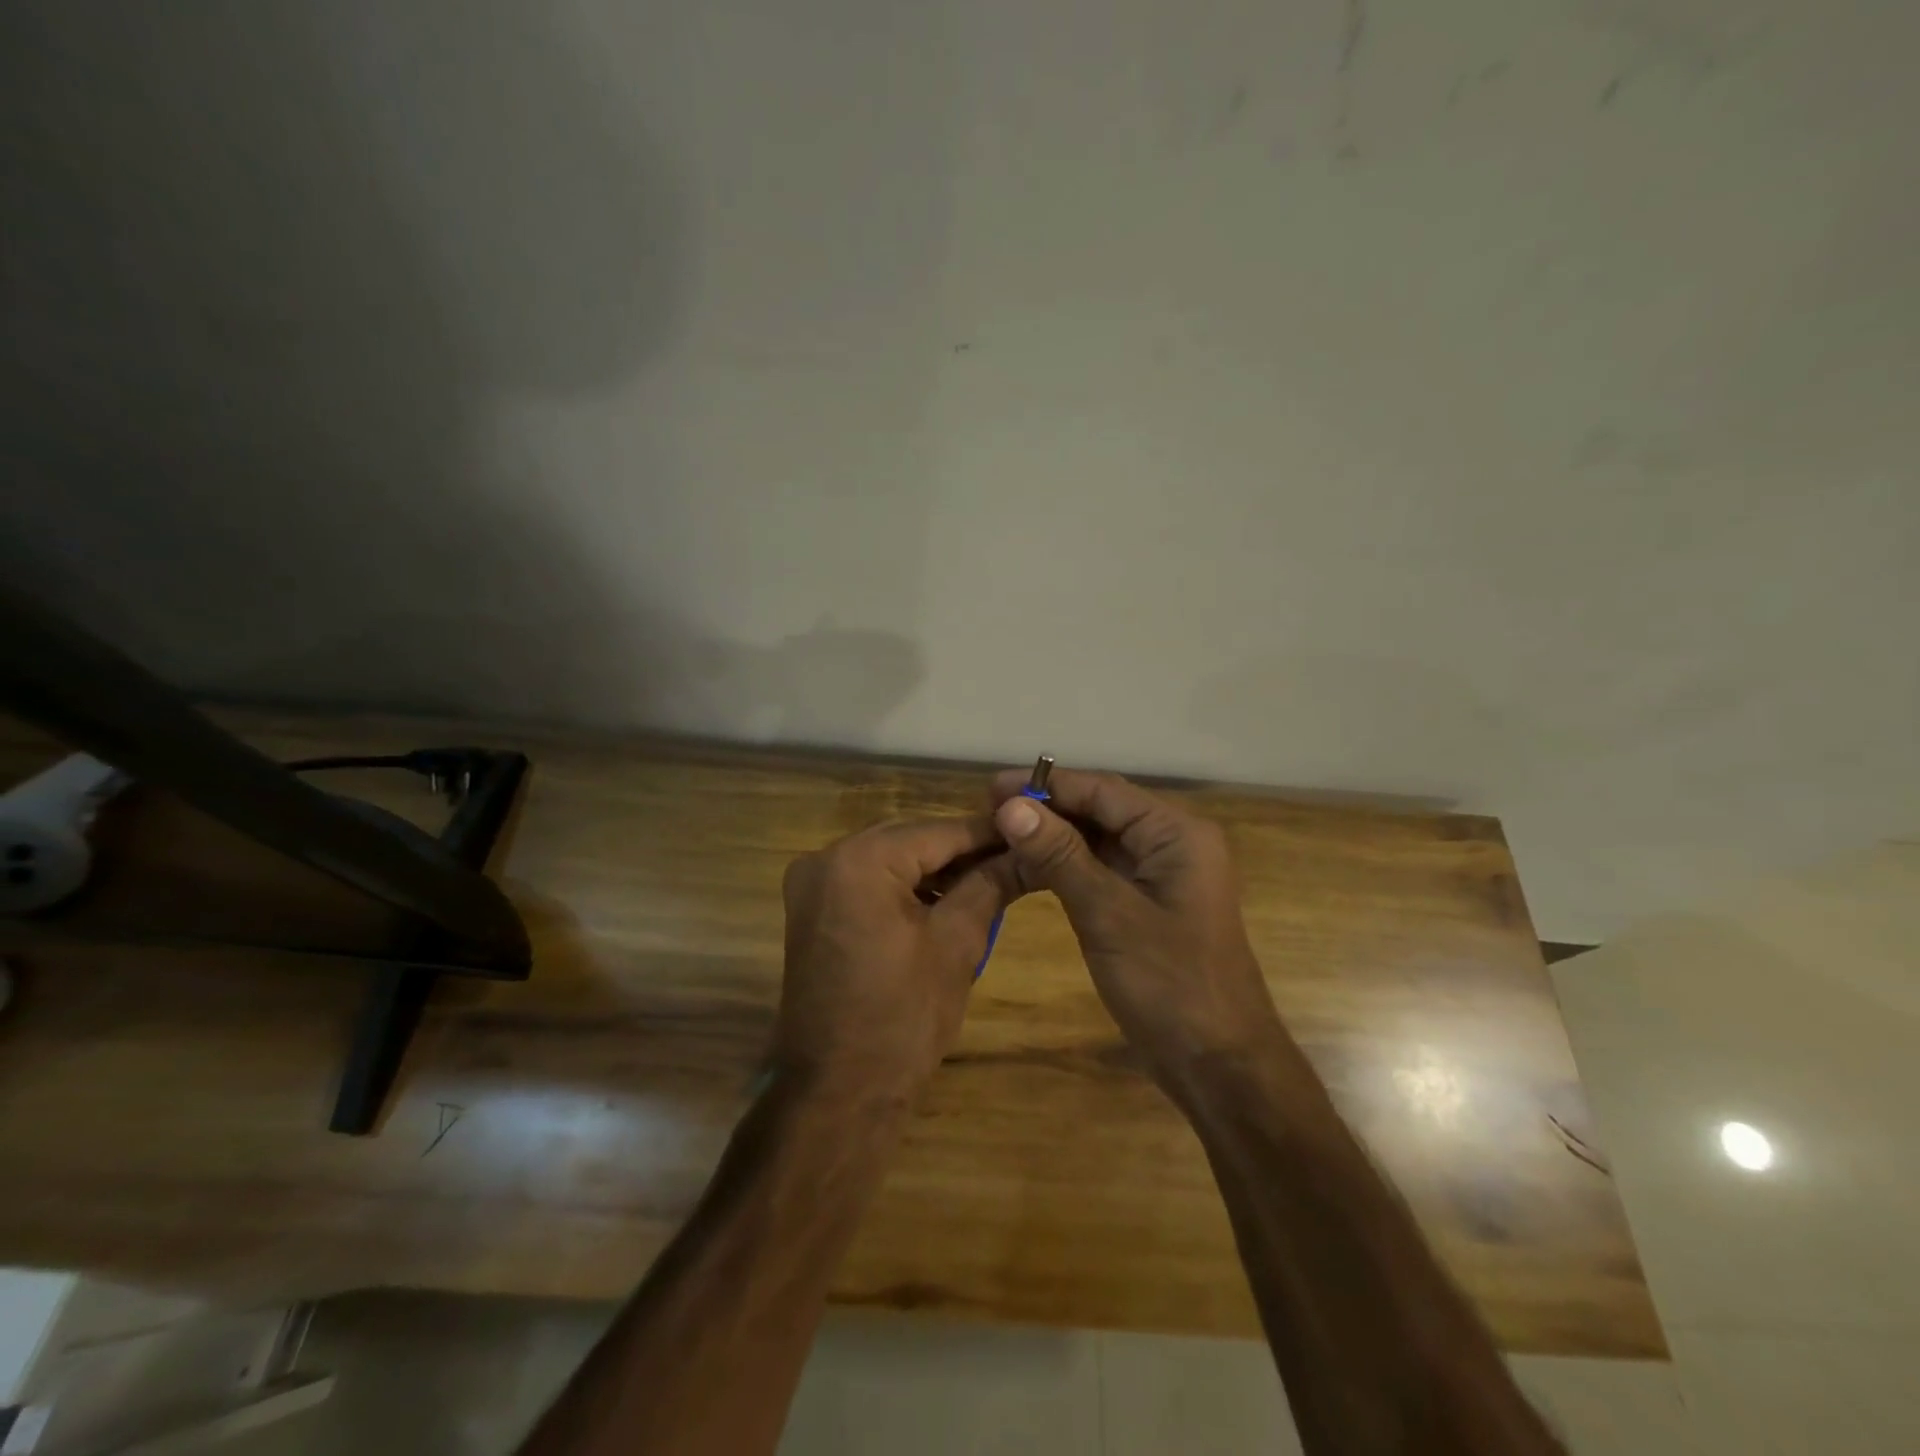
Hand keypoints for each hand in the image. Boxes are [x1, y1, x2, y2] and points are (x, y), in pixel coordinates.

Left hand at [777, 816, 1012, 1104]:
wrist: (837, 1094)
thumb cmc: (901, 1018)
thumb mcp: (956, 943)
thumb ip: (991, 885)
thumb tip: (1028, 852)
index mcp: (859, 860)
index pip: (939, 831)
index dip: (989, 834)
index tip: (1032, 833)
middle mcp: (826, 858)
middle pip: (911, 841)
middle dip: (963, 851)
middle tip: (1016, 858)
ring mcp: (812, 885)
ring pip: (890, 860)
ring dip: (936, 870)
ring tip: (991, 880)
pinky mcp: (812, 911)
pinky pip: (869, 883)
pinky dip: (906, 889)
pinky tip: (946, 901)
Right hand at [990, 768, 1286, 1086]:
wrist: (1219, 1066)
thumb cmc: (1170, 984)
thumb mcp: (1108, 914)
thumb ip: (1060, 855)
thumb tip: (1011, 806)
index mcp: (1175, 834)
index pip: (1102, 791)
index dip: (1046, 786)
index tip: (992, 788)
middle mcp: (1171, 843)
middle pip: (1100, 811)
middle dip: (1046, 809)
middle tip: (988, 812)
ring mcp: (1160, 875)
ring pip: (1098, 841)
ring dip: (1052, 837)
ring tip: (999, 835)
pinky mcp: (1147, 904)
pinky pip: (1101, 870)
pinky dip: (1065, 867)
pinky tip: (1028, 868)